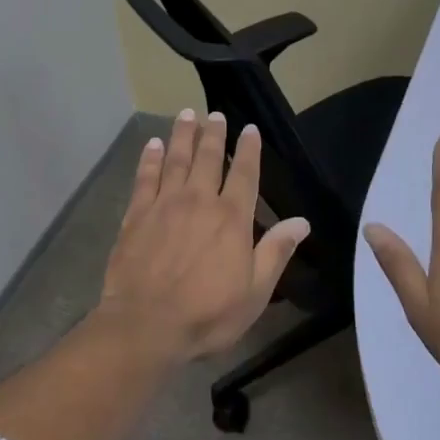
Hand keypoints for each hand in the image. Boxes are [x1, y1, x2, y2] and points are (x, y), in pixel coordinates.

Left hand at [98, 108, 310, 363]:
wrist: (146, 325)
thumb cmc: (207, 314)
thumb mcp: (255, 292)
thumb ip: (276, 252)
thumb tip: (302, 222)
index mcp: (232, 218)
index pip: (245, 174)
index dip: (249, 149)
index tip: (250, 129)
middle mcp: (199, 201)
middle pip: (208, 158)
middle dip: (213, 133)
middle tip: (215, 114)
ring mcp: (165, 204)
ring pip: (176, 159)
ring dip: (182, 136)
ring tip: (186, 115)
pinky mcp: (137, 214)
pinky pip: (145, 177)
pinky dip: (149, 158)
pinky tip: (152, 144)